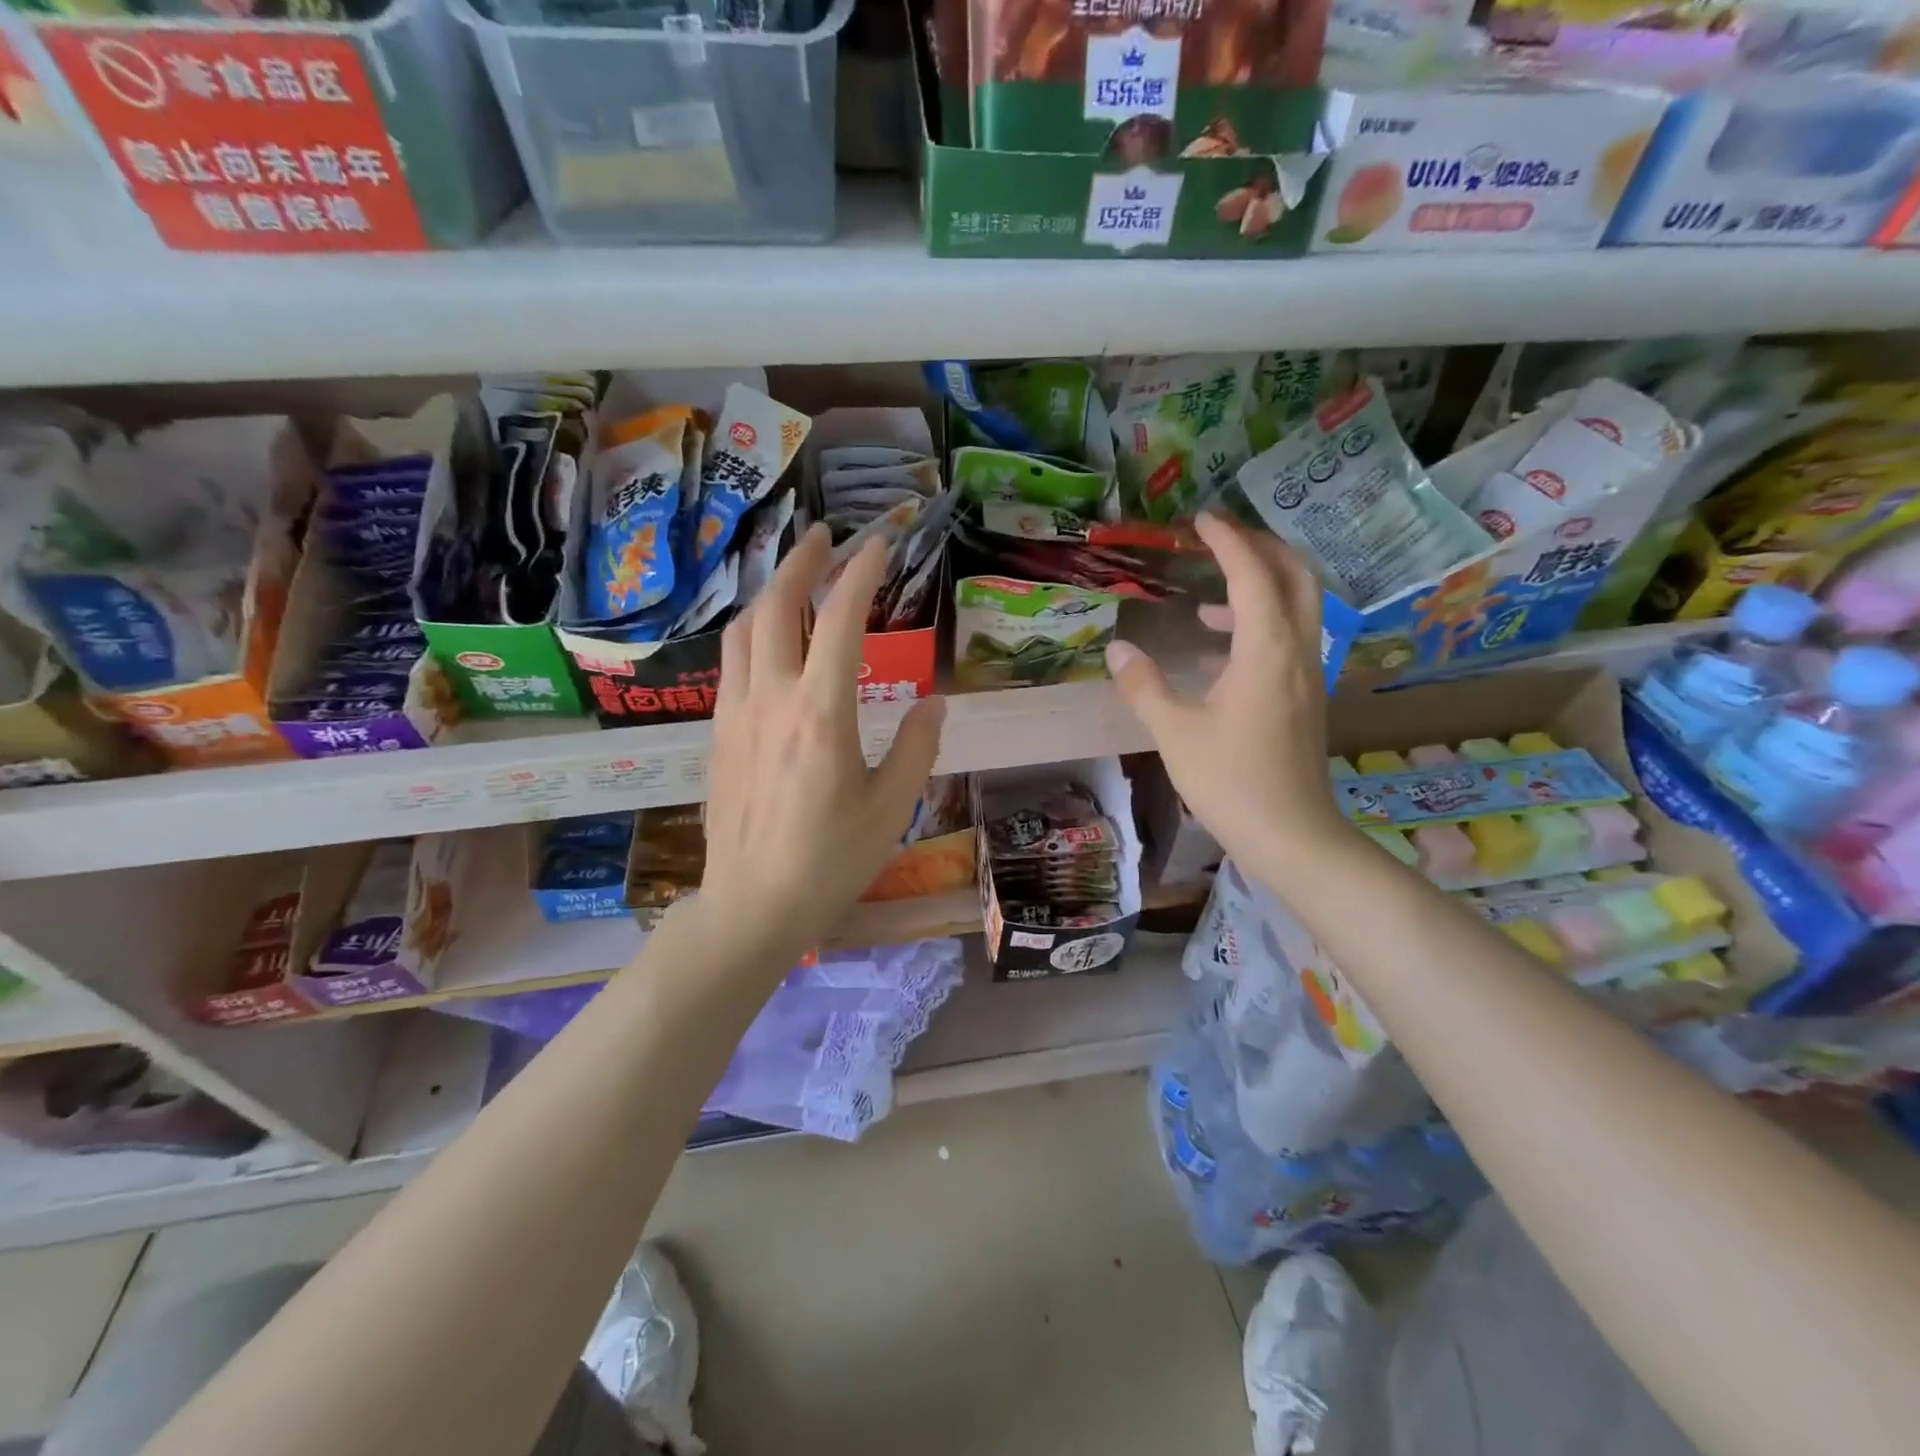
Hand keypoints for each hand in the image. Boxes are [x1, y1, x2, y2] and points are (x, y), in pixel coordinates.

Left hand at [698, 523, 945, 969]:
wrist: (752, 905)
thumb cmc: (830, 861)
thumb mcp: (892, 807)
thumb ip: (918, 746)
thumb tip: (933, 701)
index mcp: (821, 714)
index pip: (842, 621)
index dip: (862, 573)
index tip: (881, 543)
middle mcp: (771, 699)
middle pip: (777, 607)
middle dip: (804, 562)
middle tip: (828, 536)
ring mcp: (736, 713)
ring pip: (745, 629)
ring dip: (771, 591)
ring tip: (797, 578)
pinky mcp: (718, 733)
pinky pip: (732, 662)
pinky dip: (755, 631)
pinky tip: (771, 640)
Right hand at [1104, 513, 1350, 873]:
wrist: (1291, 834)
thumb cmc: (1230, 781)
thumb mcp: (1175, 732)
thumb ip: (1144, 686)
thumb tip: (1118, 651)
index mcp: (1266, 650)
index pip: (1253, 574)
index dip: (1227, 540)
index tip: (1200, 520)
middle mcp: (1296, 650)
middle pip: (1295, 576)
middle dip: (1261, 548)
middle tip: (1220, 541)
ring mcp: (1307, 674)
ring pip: (1298, 606)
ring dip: (1261, 586)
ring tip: (1210, 597)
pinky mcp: (1305, 696)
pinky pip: (1289, 637)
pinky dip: (1260, 624)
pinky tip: (1221, 649)